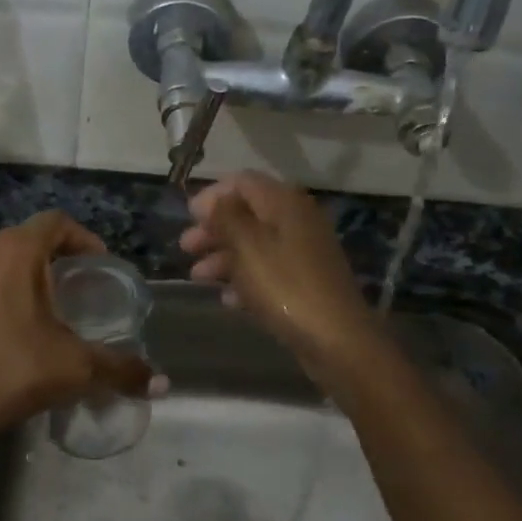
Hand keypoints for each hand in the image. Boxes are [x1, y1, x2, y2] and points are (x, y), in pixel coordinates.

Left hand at [0, 211, 154, 453]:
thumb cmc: (13, 372)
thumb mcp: (75, 367)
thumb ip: (120, 368)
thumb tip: (161, 383)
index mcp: (13, 252)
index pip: (56, 223)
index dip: (84, 238)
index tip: (100, 265)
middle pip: (27, 240)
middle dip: (56, 259)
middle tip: (78, 288)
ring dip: (25, 277)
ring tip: (47, 309)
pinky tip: (11, 329)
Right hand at [181, 172, 378, 382]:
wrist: (335, 338)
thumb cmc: (285, 285)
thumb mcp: (247, 246)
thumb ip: (226, 217)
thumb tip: (213, 200)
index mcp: (284, 204)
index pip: (243, 182)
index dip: (212, 194)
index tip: (188, 216)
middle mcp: (296, 221)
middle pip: (247, 214)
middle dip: (213, 229)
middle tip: (186, 247)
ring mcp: (303, 253)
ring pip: (254, 245)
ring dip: (223, 257)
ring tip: (197, 277)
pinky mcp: (304, 282)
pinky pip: (267, 271)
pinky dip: (244, 280)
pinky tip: (227, 299)